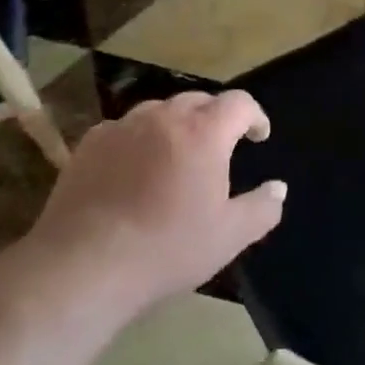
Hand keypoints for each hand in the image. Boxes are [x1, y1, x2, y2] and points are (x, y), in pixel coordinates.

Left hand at [25, 90, 285, 313]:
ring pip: (159, 110)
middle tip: (220, 146)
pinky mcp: (90, 143)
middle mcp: (163, 117)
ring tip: (177, 155)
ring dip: (176, 124)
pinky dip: (139, 139)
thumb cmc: (167, 248)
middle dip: (216, 117)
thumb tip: (278, 188)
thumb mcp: (229, 237)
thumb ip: (262, 208)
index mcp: (203, 133)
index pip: (238, 103)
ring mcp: (122, 126)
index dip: (254, 116)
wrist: (85, 263)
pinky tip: (134, 170)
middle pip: (198, 100)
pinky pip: (125, 129)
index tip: (258, 136)